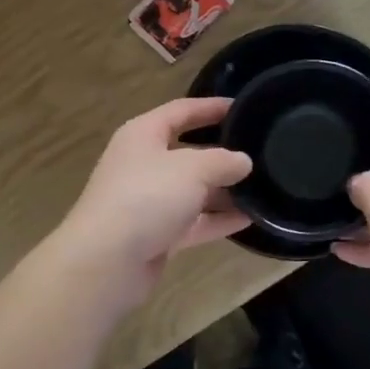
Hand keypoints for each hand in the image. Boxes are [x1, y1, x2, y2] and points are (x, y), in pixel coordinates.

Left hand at [52, 96, 252, 306]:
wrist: (106, 261)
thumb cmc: (146, 197)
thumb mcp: (192, 169)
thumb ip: (222, 161)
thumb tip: (243, 161)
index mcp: (143, 135)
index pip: (181, 111)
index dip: (211, 107)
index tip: (243, 107)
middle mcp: (143, 164)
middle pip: (187, 152)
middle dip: (221, 153)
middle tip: (259, 152)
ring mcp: (147, 202)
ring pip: (192, 190)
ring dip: (223, 190)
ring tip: (263, 188)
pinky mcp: (155, 235)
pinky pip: (192, 222)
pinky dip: (217, 220)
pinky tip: (249, 219)